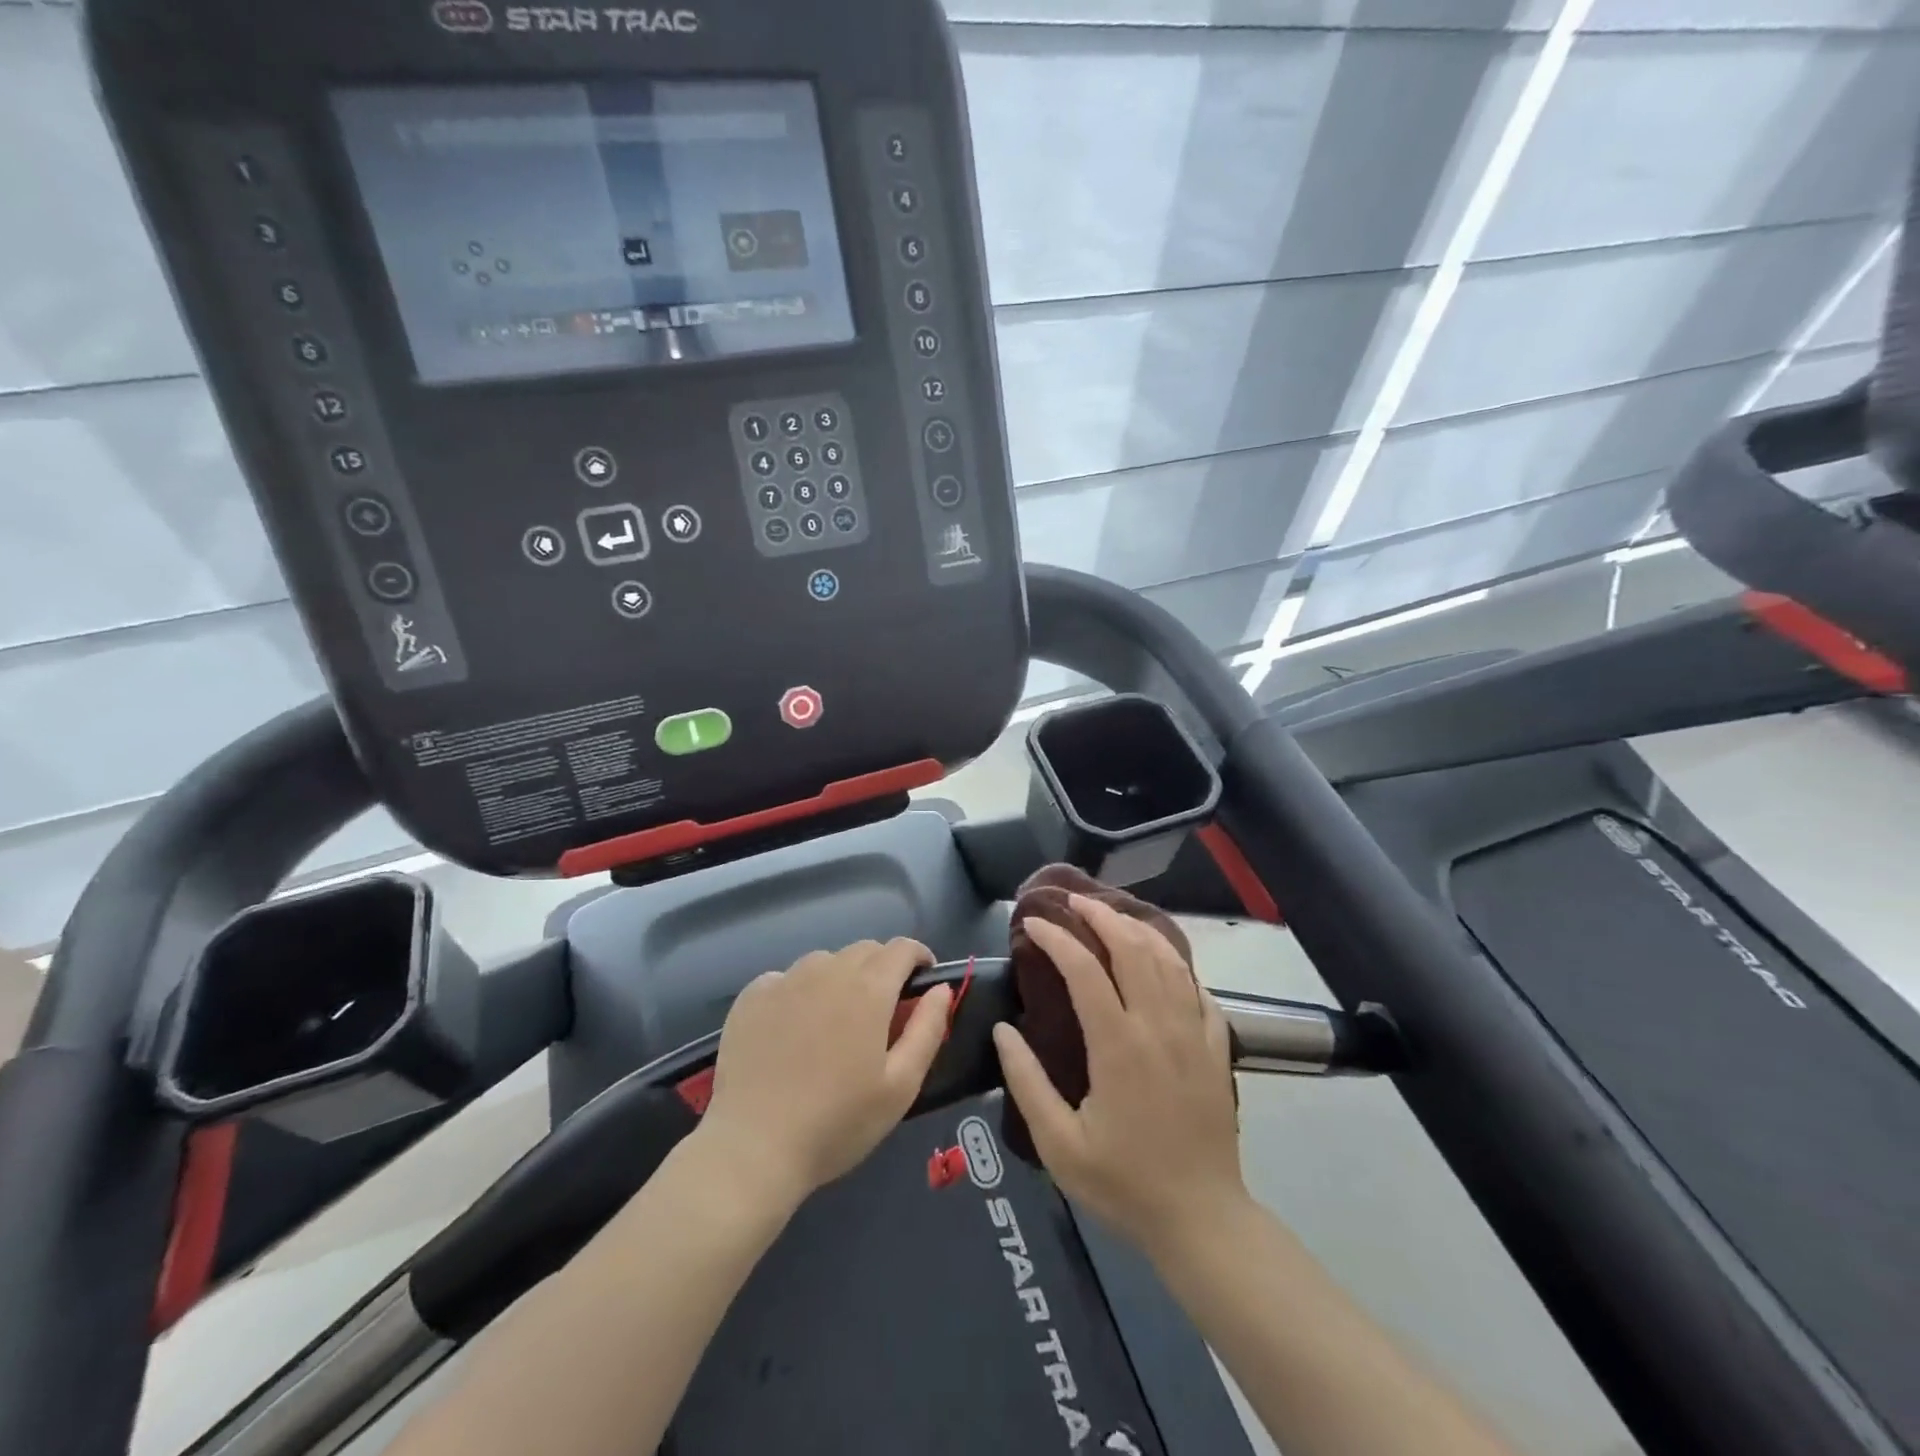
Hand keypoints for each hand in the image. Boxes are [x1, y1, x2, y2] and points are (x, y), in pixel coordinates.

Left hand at [700, 939, 953, 1207]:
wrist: (752, 1148)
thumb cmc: (837, 1123)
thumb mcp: (901, 1086)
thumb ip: (928, 1029)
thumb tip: (941, 989)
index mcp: (868, 988)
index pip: (902, 948)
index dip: (918, 958)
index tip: (922, 981)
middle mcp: (827, 970)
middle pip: (864, 950)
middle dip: (882, 968)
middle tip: (882, 1010)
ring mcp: (785, 980)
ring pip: (824, 962)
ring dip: (840, 978)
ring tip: (835, 1020)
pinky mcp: (752, 997)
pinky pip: (786, 978)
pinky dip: (799, 992)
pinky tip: (793, 1029)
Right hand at [994, 896, 1248, 1257]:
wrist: (1202, 1218)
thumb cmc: (1124, 1183)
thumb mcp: (1060, 1145)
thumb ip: (1027, 1083)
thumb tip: (1004, 1031)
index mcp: (1119, 1046)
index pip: (1085, 970)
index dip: (1057, 939)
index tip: (1032, 924)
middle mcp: (1158, 1026)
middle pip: (1133, 948)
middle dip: (1100, 916)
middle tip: (1073, 902)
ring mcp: (1193, 1032)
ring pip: (1168, 959)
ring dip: (1138, 929)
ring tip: (1111, 916)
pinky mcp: (1215, 1046)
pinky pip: (1197, 987)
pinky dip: (1176, 961)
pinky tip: (1161, 958)